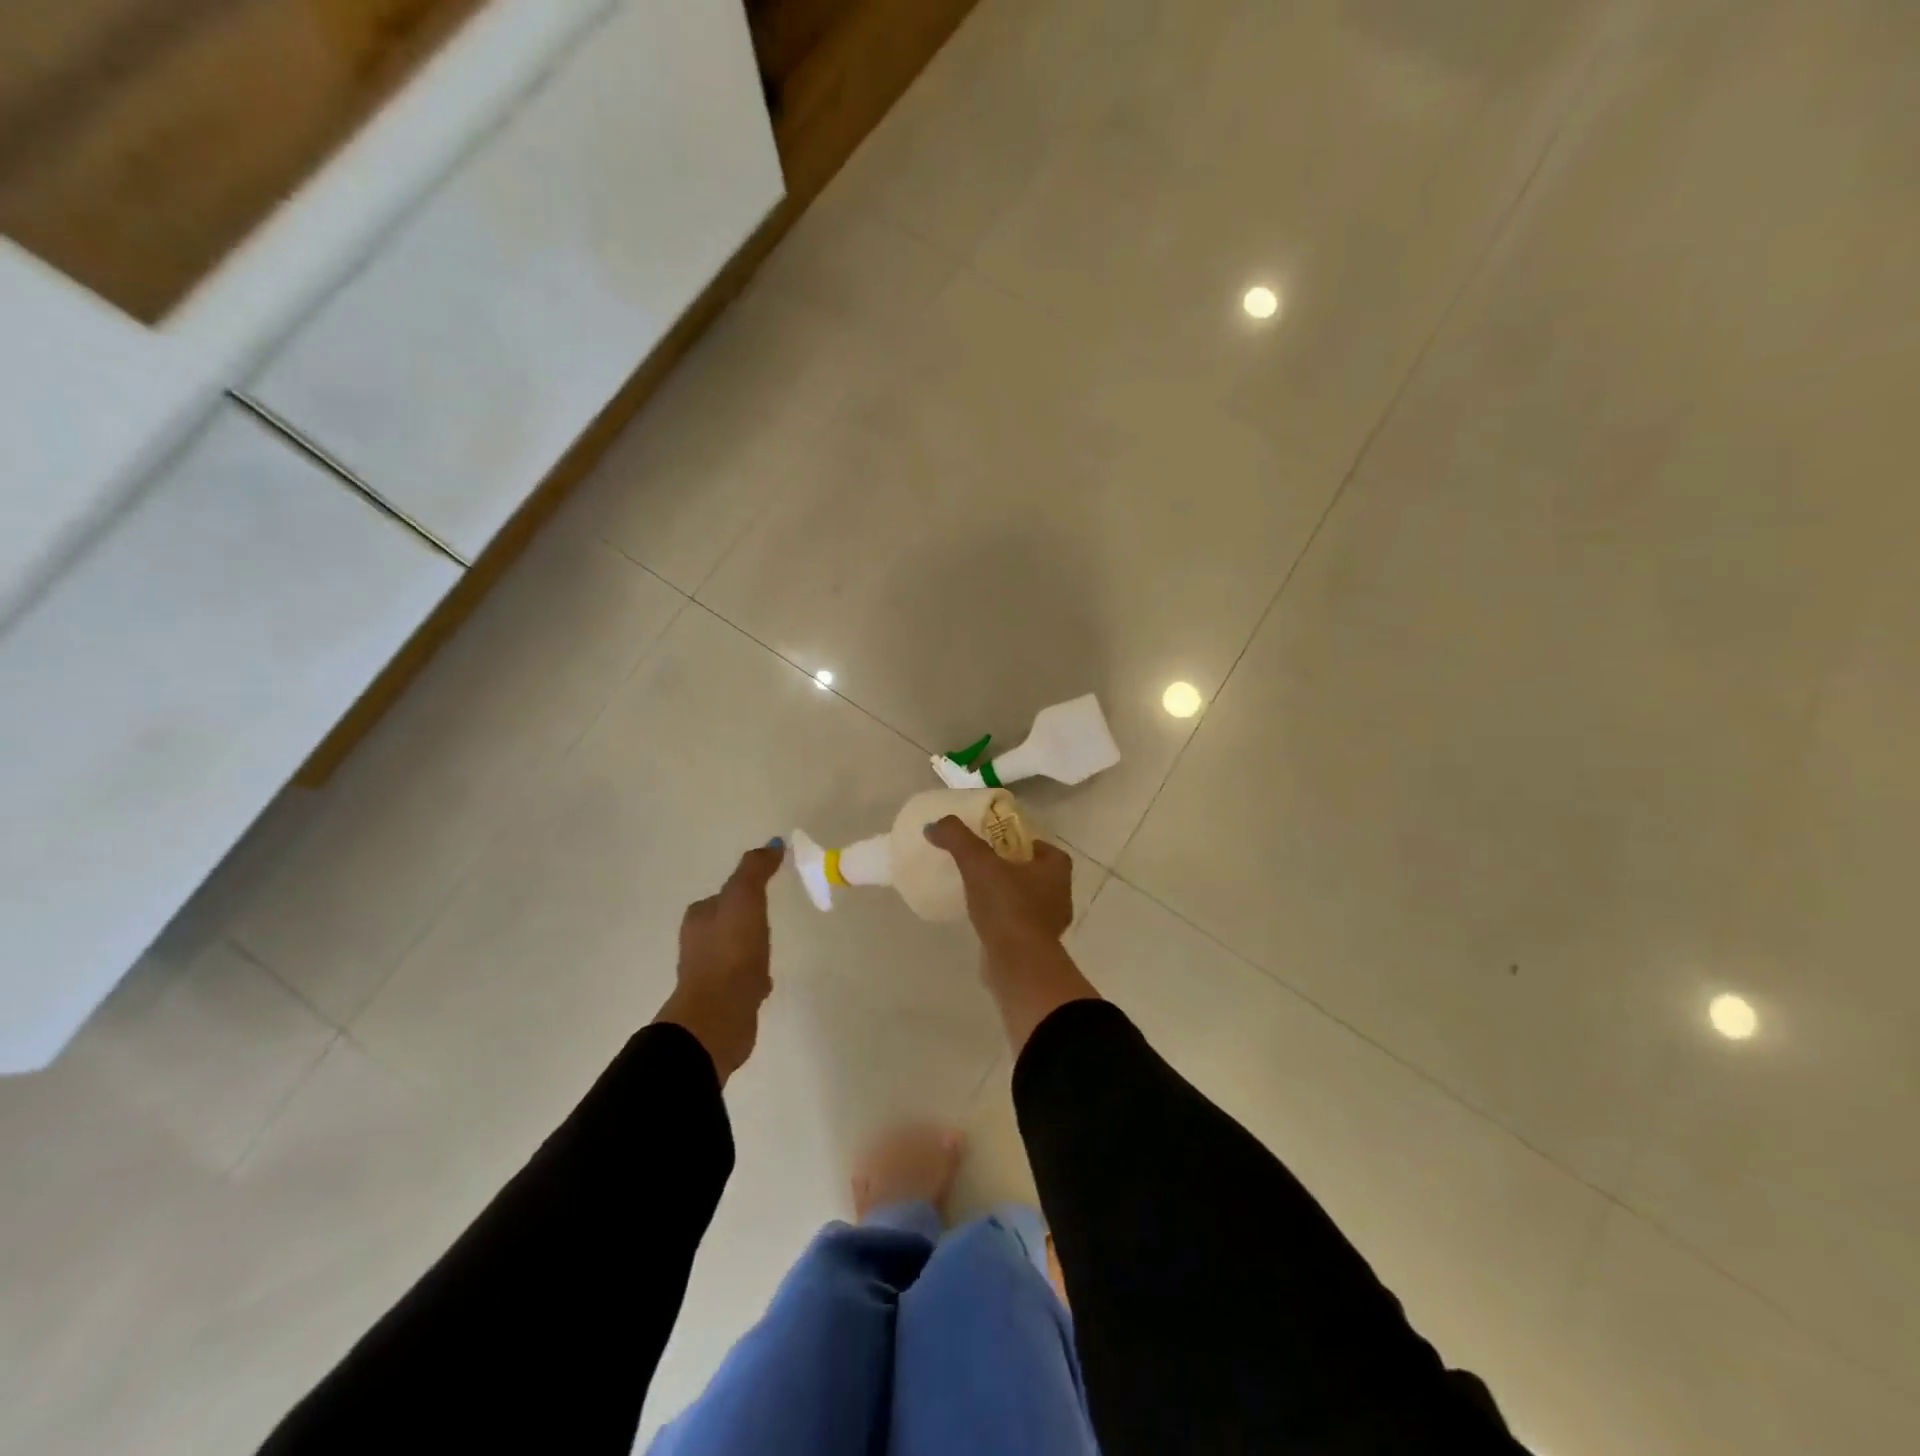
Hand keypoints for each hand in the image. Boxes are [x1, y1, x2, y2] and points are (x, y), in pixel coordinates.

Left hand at [654, 842, 783, 1083]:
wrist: (720, 1014)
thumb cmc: (731, 951)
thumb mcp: (745, 898)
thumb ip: (755, 870)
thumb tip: (772, 843)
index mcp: (699, 918)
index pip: (723, 896)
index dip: (744, 893)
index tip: (766, 894)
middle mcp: (697, 944)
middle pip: (728, 924)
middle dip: (747, 923)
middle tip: (771, 923)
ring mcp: (708, 974)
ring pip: (735, 953)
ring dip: (752, 951)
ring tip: (770, 953)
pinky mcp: (721, 1000)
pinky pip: (741, 980)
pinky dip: (753, 977)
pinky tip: (765, 983)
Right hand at [924, 816, 1094, 1052]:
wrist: (1018, 964)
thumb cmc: (1007, 906)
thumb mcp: (977, 863)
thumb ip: (957, 838)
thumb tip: (934, 825)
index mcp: (1057, 868)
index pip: (1041, 846)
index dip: (1020, 843)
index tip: (995, 845)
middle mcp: (1061, 893)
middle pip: (1033, 872)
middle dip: (1011, 869)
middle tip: (982, 865)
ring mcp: (1050, 923)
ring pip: (1026, 899)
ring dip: (1006, 896)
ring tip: (978, 893)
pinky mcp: (1036, 946)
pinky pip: (1018, 924)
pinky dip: (1003, 920)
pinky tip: (982, 920)